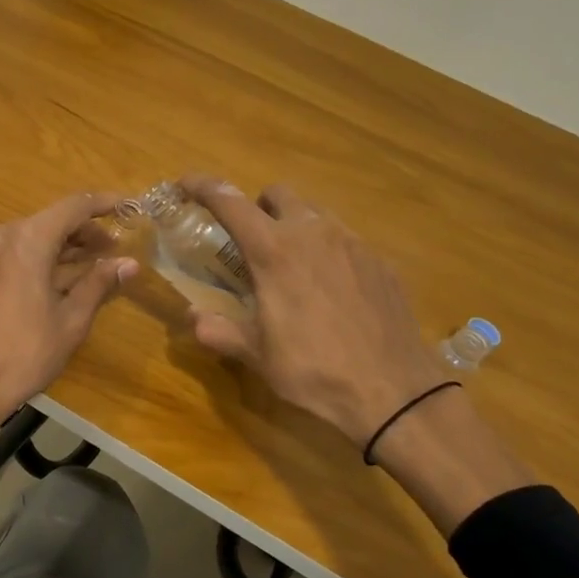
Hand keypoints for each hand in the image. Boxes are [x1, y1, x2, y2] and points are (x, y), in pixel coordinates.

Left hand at [0, 193, 136, 521]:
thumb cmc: (25, 353)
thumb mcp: (71, 320)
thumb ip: (99, 284)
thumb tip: (129, 264)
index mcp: (27, 240)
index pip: (73, 207)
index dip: (104, 204)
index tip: (130, 207)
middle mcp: (1, 237)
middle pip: (51, 221)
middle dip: (85, 231)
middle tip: (116, 248)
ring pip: (32, 239)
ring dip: (64, 248)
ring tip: (95, 265)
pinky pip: (14, 255)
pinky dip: (40, 260)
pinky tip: (61, 280)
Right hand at [180, 175, 530, 533]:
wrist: (394, 392)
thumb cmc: (314, 370)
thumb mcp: (256, 355)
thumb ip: (219, 330)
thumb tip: (194, 317)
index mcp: (274, 251)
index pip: (230, 202)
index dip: (203, 187)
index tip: (185, 185)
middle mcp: (313, 233)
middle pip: (278, 194)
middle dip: (257, 207)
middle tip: (249, 240)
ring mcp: (353, 243)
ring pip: (315, 212)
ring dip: (293, 225)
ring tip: (291, 265)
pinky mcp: (380, 262)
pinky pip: (345, 239)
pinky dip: (327, 249)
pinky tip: (330, 288)